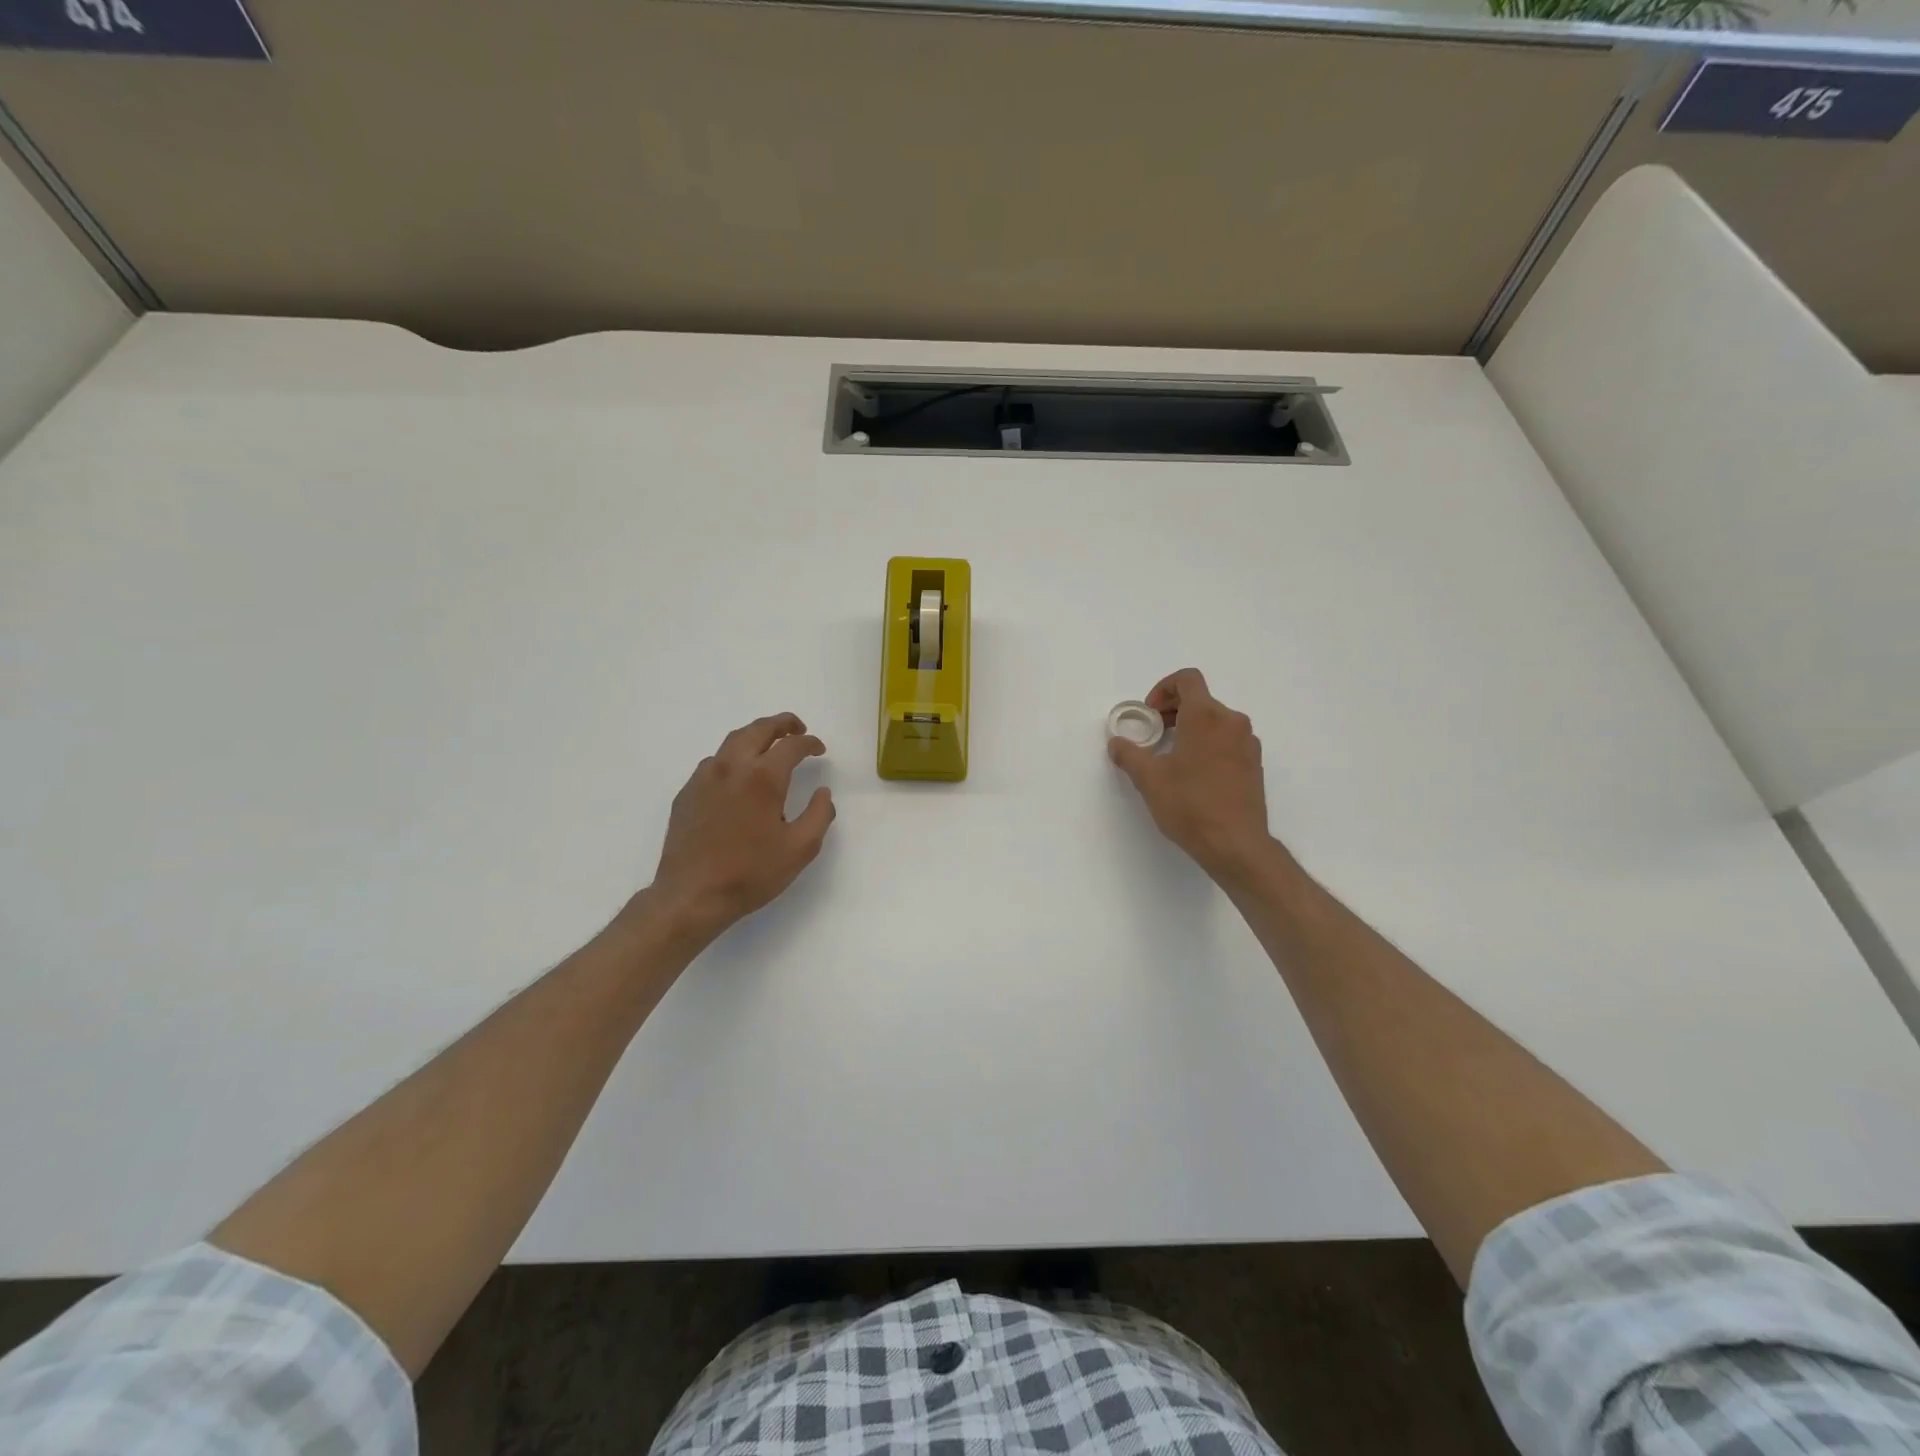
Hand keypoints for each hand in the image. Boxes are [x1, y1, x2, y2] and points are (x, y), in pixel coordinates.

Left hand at [642, 713, 835, 942]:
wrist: (691, 895)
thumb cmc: (750, 873)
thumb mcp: (800, 849)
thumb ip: (819, 815)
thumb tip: (823, 792)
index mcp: (763, 778)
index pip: (791, 745)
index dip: (809, 743)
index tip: (819, 748)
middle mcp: (731, 767)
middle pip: (758, 730)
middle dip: (781, 724)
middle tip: (796, 728)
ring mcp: (704, 778)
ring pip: (732, 742)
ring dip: (755, 736)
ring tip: (769, 746)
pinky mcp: (687, 793)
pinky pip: (713, 762)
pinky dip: (732, 757)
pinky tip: (738, 776)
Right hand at [1108, 669, 1277, 883]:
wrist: (1235, 844)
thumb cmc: (1190, 804)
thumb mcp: (1149, 779)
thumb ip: (1129, 754)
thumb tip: (1117, 742)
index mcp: (1206, 716)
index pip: (1187, 679)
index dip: (1164, 689)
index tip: (1150, 713)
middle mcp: (1231, 722)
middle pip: (1201, 700)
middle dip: (1174, 710)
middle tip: (1154, 734)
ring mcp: (1248, 743)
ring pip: (1216, 721)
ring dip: (1191, 728)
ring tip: (1172, 757)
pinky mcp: (1255, 764)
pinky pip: (1228, 741)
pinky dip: (1209, 745)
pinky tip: (1194, 775)